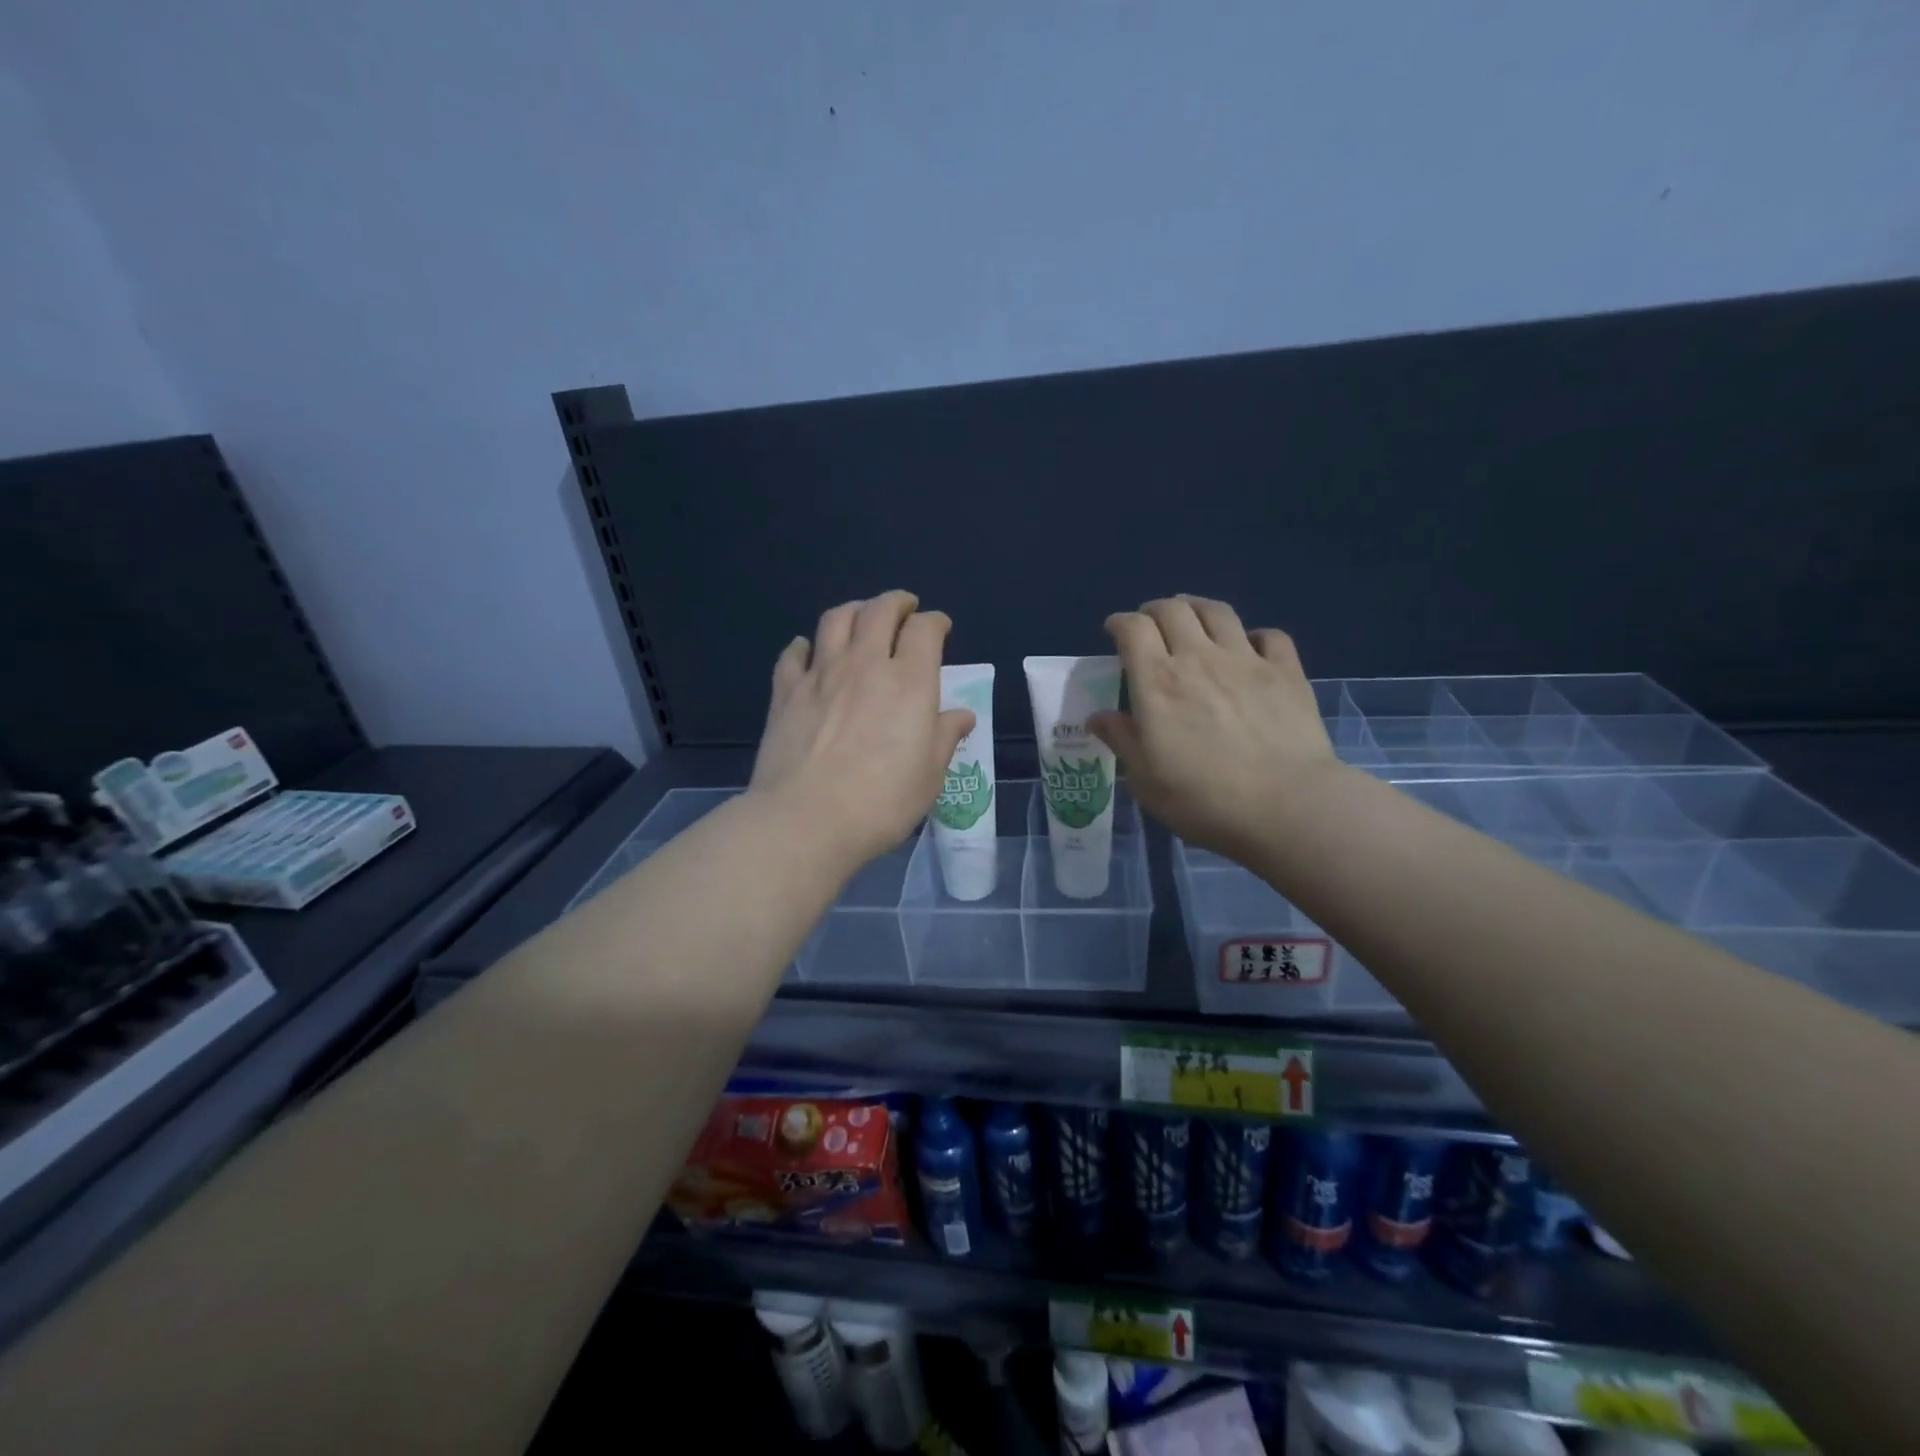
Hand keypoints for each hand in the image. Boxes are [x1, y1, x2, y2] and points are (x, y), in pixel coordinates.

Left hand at [749, 591, 973, 873]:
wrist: (806, 819)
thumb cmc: (881, 802)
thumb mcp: (929, 776)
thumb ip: (945, 737)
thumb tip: (961, 715)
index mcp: (909, 681)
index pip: (925, 630)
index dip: (935, 622)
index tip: (939, 628)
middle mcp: (865, 664)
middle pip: (879, 611)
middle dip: (896, 603)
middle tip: (904, 609)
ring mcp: (821, 674)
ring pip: (836, 619)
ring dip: (854, 610)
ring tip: (861, 617)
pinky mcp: (785, 692)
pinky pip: (794, 654)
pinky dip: (805, 645)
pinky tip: (809, 651)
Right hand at [1088, 595, 1338, 861]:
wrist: (1285, 806)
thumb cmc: (1202, 798)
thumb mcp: (1145, 779)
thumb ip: (1121, 740)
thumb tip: (1098, 717)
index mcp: (1158, 682)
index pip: (1133, 629)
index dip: (1119, 623)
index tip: (1114, 632)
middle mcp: (1198, 658)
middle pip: (1173, 609)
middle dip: (1155, 610)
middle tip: (1150, 625)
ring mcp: (1246, 660)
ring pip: (1218, 612)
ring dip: (1198, 608)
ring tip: (1192, 619)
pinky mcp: (1286, 671)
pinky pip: (1269, 635)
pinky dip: (1253, 636)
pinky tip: (1250, 649)